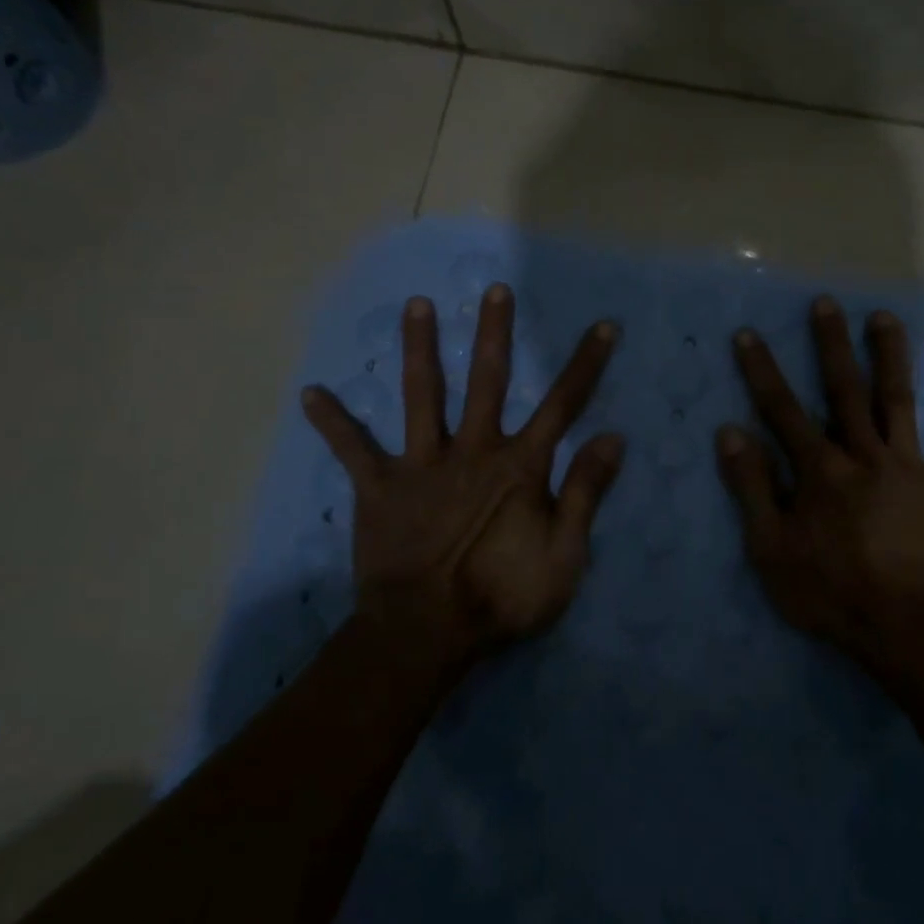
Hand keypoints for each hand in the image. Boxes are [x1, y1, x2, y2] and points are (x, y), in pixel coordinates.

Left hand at [303, 285, 623, 670]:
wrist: (425, 634)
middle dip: (494, 333)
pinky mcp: (380, 488)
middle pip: (487, 381)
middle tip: (494, 289)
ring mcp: (422, 465)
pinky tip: (311, 393)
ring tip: (415, 305)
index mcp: (519, 467)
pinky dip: (334, 423)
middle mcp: (472, 451)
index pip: (563, 405)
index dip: (586, 365)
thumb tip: (613, 437)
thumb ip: (585, 493)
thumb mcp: (564, 555)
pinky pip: (354, 450)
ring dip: (420, 349)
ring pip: (422, 396)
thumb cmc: (503, 598)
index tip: (603, 327)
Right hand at [716, 297, 923, 675]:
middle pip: (844, 390)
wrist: (908, 628)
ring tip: (885, 318)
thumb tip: (731, 432)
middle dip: (831, 345)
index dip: (762, 371)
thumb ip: (751, 488)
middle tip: (826, 304)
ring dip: (890, 357)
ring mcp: (910, 467)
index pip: (782, 410)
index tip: (749, 334)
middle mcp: (863, 455)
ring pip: (898, 401)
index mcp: (819, 470)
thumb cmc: (832, 593)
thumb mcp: (771, 549)